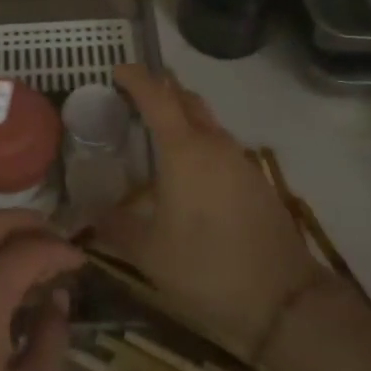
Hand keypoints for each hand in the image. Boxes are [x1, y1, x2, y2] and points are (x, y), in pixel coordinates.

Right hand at [99, 65, 321, 359]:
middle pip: (186, 99)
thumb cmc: (207, 269)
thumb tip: (86, 216)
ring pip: (206, 121)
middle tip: (132, 97)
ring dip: (181, 116)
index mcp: (184, 150)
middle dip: (160, 89)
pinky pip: (220, 145)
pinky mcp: (254, 180)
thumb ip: (115, 228)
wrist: (284, 301)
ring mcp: (239, 160)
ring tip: (154, 133)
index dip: (136, 78)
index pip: (157, 96)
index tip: (116, 70)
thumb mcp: (149, 254)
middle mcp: (214, 144)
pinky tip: (186, 170)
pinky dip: (198, 141)